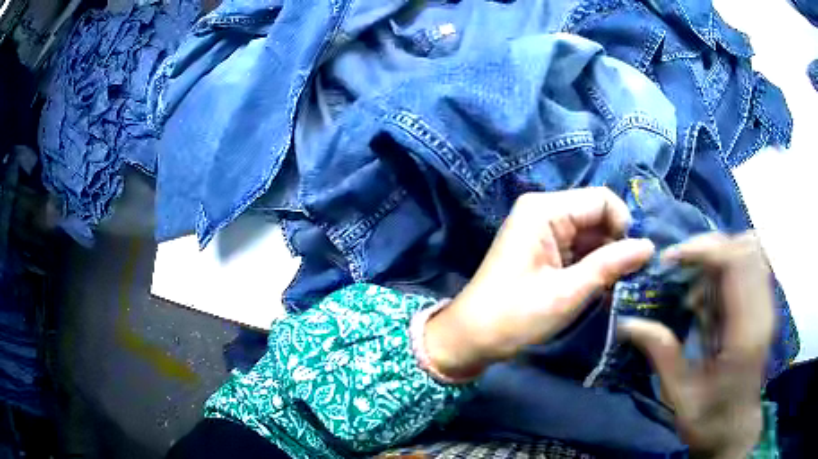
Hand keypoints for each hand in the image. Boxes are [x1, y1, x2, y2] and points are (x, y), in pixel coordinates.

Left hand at [424, 188, 654, 379]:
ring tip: (620, 286)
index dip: (624, 225)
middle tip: (632, 277)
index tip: (635, 259)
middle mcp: (544, 212)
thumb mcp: (569, 292)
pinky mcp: (544, 250)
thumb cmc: (516, 315)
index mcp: (545, 210)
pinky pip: (579, 249)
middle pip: (597, 216)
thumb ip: (611, 265)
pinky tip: (604, 288)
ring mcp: (543, 231)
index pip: (602, 200)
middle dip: (617, 244)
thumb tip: (649, 247)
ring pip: (591, 235)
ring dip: (608, 258)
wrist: (472, 338)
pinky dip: (594, 266)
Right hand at [619, 233, 773, 458]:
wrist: (735, 431)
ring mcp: (767, 308)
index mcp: (744, 334)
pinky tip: (709, 300)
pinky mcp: (764, 309)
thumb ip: (662, 355)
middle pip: (744, 247)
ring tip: (694, 292)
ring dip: (718, 260)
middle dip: (709, 250)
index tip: (670, 260)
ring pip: (749, 252)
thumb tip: (627, 323)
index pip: (734, 262)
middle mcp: (762, 312)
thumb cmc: (709, 421)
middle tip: (681, 272)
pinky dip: (727, 271)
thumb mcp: (680, 397)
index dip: (702, 249)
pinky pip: (749, 268)